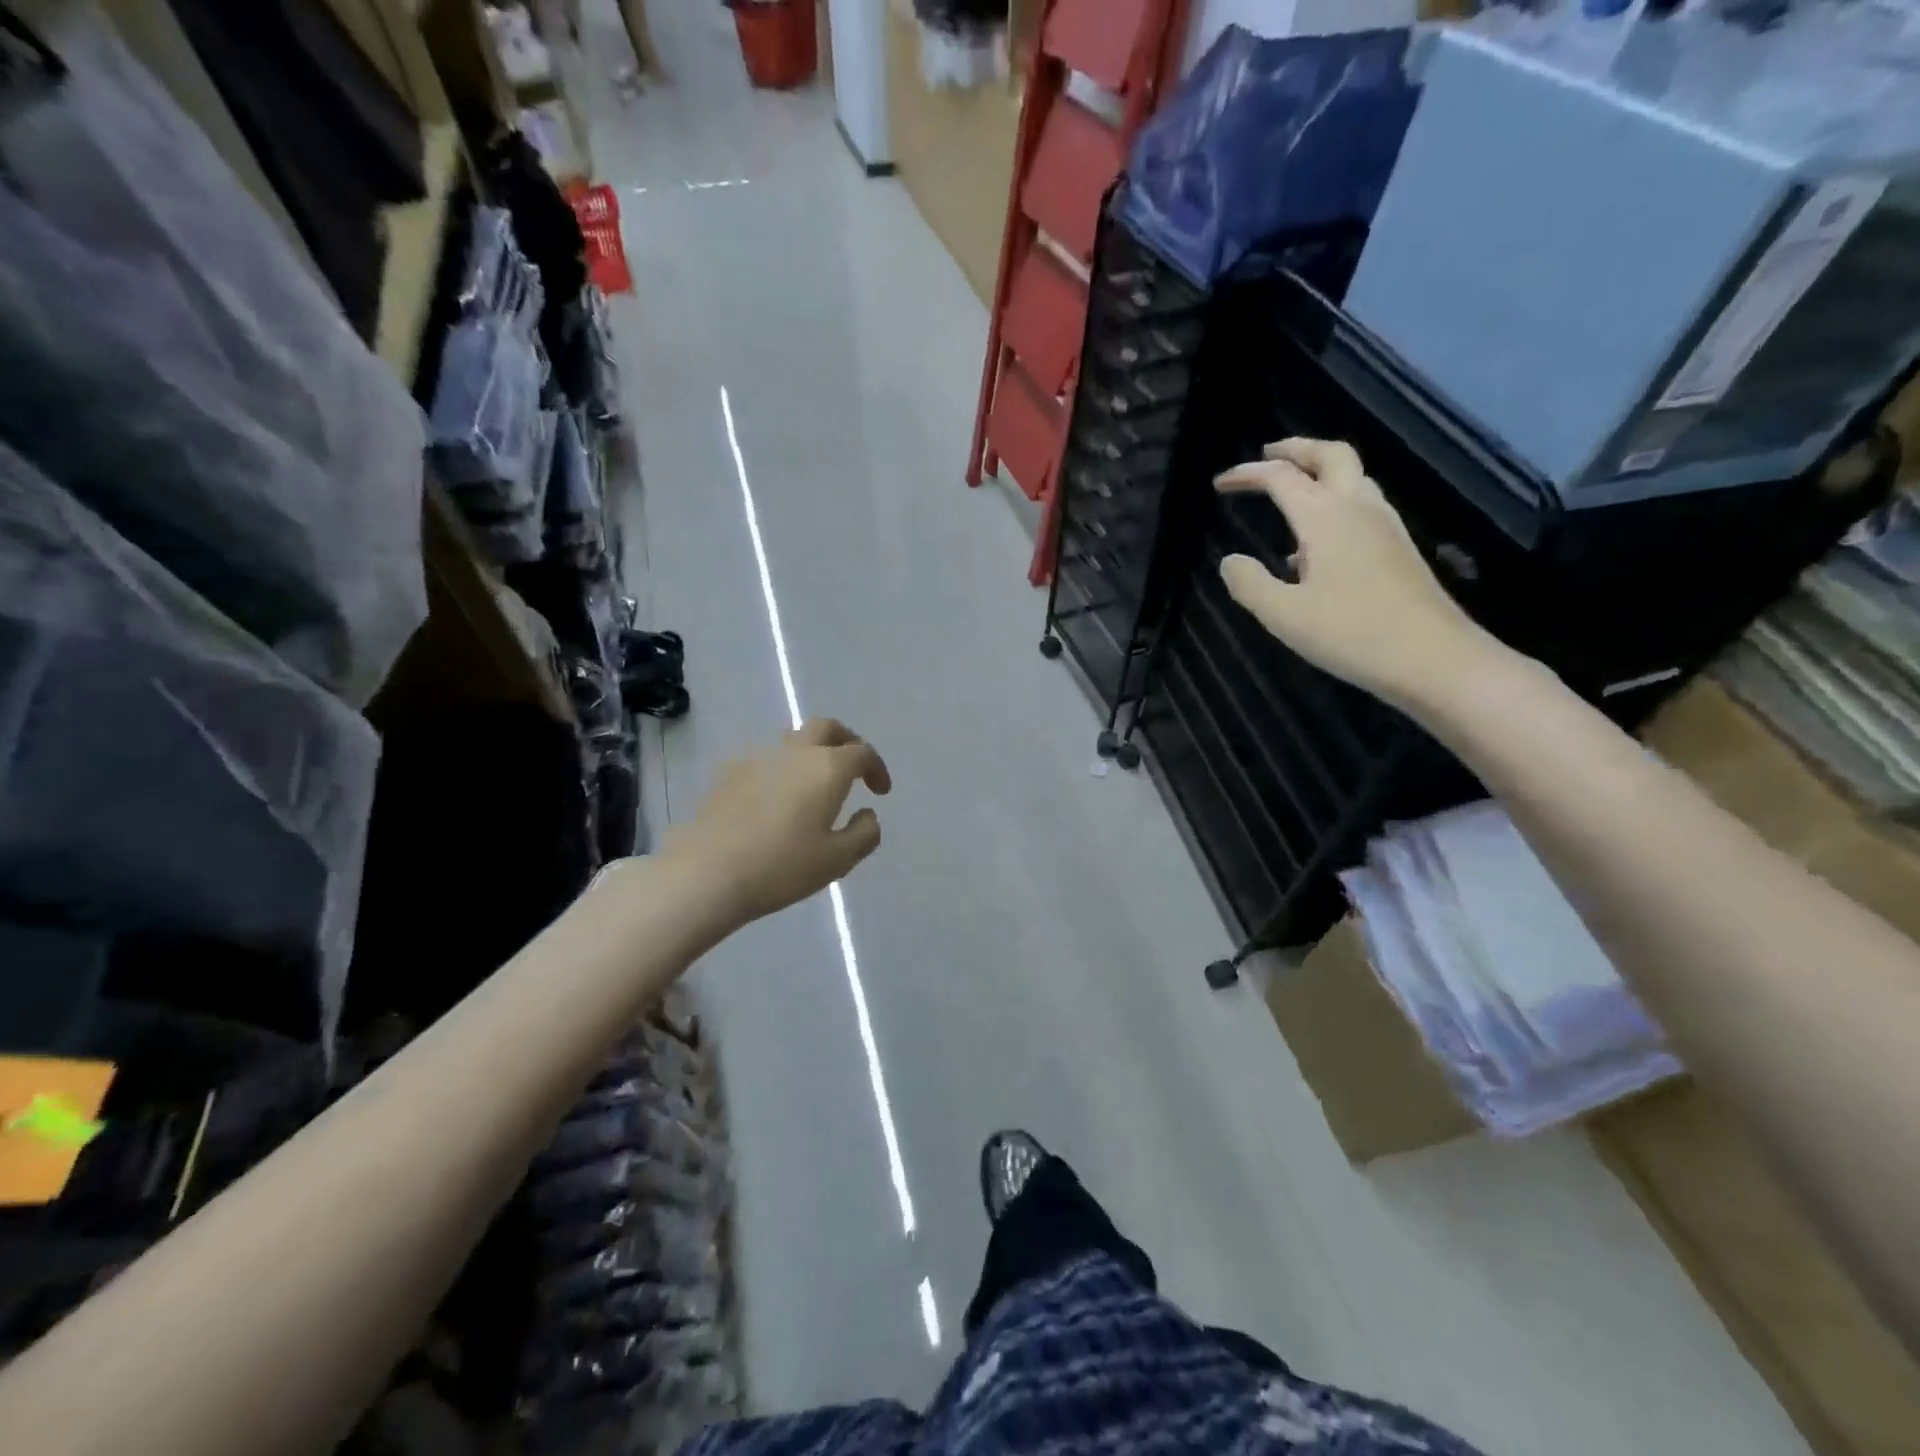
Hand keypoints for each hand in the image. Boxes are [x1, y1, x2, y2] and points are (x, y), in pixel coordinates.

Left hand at [662, 719, 891, 925]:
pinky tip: (775, 799)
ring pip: (793, 740)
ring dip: (811, 753)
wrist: (706, 872)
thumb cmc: (781, 867)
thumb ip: (864, 833)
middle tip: (853, 767)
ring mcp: (757, 758)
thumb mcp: (838, 860)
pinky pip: (764, 759)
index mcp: (827, 768)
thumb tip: (867, 814)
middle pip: (826, 727)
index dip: (877, 768)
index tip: (880, 792)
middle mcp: (794, 752)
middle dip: (846, 741)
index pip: (862, 752)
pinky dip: (781, 769)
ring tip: (813, 784)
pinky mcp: (728, 772)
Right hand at [1216, 438, 1494, 709]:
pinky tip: (1316, 544)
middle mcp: (1358, 508)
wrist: (1432, 658)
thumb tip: (1230, 561)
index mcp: (1325, 517)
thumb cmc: (1350, 633)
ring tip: (1291, 492)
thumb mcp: (1283, 614)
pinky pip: (1362, 507)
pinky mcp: (1399, 548)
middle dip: (1296, 449)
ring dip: (1320, 472)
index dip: (1247, 475)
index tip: (1220, 484)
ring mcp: (1385, 526)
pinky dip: (1334, 503)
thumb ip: (1249, 583)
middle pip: (1330, 455)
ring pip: (1353, 477)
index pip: (1281, 477)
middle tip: (1268, 455)